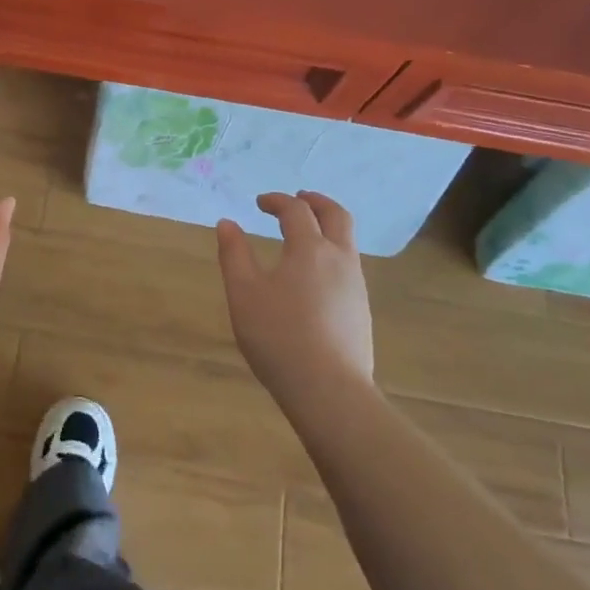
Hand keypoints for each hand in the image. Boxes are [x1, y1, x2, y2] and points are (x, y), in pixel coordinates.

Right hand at [216, 191, 374, 399]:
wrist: (329, 390)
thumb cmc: (279, 336)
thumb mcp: (244, 293)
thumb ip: (234, 254)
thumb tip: (227, 223)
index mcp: (310, 248)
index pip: (296, 210)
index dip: (277, 201)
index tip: (259, 203)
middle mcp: (339, 259)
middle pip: (336, 215)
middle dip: (316, 201)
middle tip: (298, 198)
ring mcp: (356, 285)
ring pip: (347, 242)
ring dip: (327, 227)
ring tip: (305, 236)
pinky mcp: (361, 311)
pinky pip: (349, 266)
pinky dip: (332, 254)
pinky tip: (315, 276)